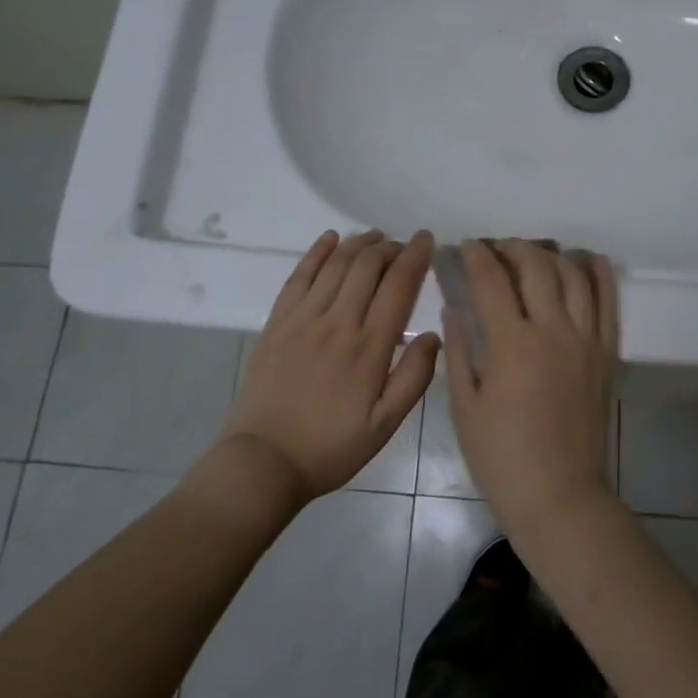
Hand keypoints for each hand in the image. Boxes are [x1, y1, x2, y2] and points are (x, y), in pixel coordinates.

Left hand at [221, 229, 440, 501]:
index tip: (427, 239)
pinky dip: (317, 252)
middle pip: (368, 266)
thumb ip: (414, 378)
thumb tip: (433, 335)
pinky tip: (330, 238)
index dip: (415, 256)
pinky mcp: (277, 322)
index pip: (399, 285)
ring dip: (359, 244)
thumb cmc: (331, 446)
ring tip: (375, 237)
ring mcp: (303, 318)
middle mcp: (338, 322)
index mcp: (369, 346)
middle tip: (403, 245)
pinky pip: (299, 276)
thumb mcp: (385, 425)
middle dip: (390, 247)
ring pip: (336, 265)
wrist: (264, 461)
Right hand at [443, 240, 618, 541]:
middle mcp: (553, 331)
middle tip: (496, 249)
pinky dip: (599, 274)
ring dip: (551, 255)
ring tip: (533, 254)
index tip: (467, 246)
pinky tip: (587, 260)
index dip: (477, 256)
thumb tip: (454, 309)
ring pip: (574, 275)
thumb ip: (459, 350)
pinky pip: (608, 302)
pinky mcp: (607, 353)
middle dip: (512, 247)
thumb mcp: (465, 407)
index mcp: (512, 344)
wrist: (559, 496)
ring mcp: (586, 340)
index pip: (492, 280)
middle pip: (536, 266)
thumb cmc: (502, 458)